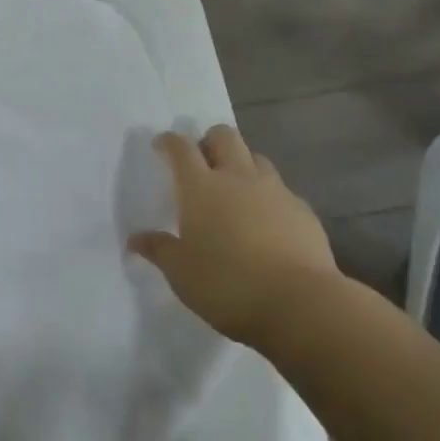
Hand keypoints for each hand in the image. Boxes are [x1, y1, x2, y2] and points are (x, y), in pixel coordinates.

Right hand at [129, 125, 341, 349]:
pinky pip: (282, 191)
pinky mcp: (303, 211)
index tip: (161, 145)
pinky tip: (268, 222)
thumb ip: (159, 250)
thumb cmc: (227, 285)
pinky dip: (270, 197)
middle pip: (224, 136)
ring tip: (236, 190)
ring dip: (242, 165)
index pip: (181, 148)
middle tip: (202, 161)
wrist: (300, 303)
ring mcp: (275, 191)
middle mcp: (238, 178)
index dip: (169, 142)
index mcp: (201, 187)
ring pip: (256, 158)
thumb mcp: (181, 273)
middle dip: (210, 140)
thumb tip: (136, 239)